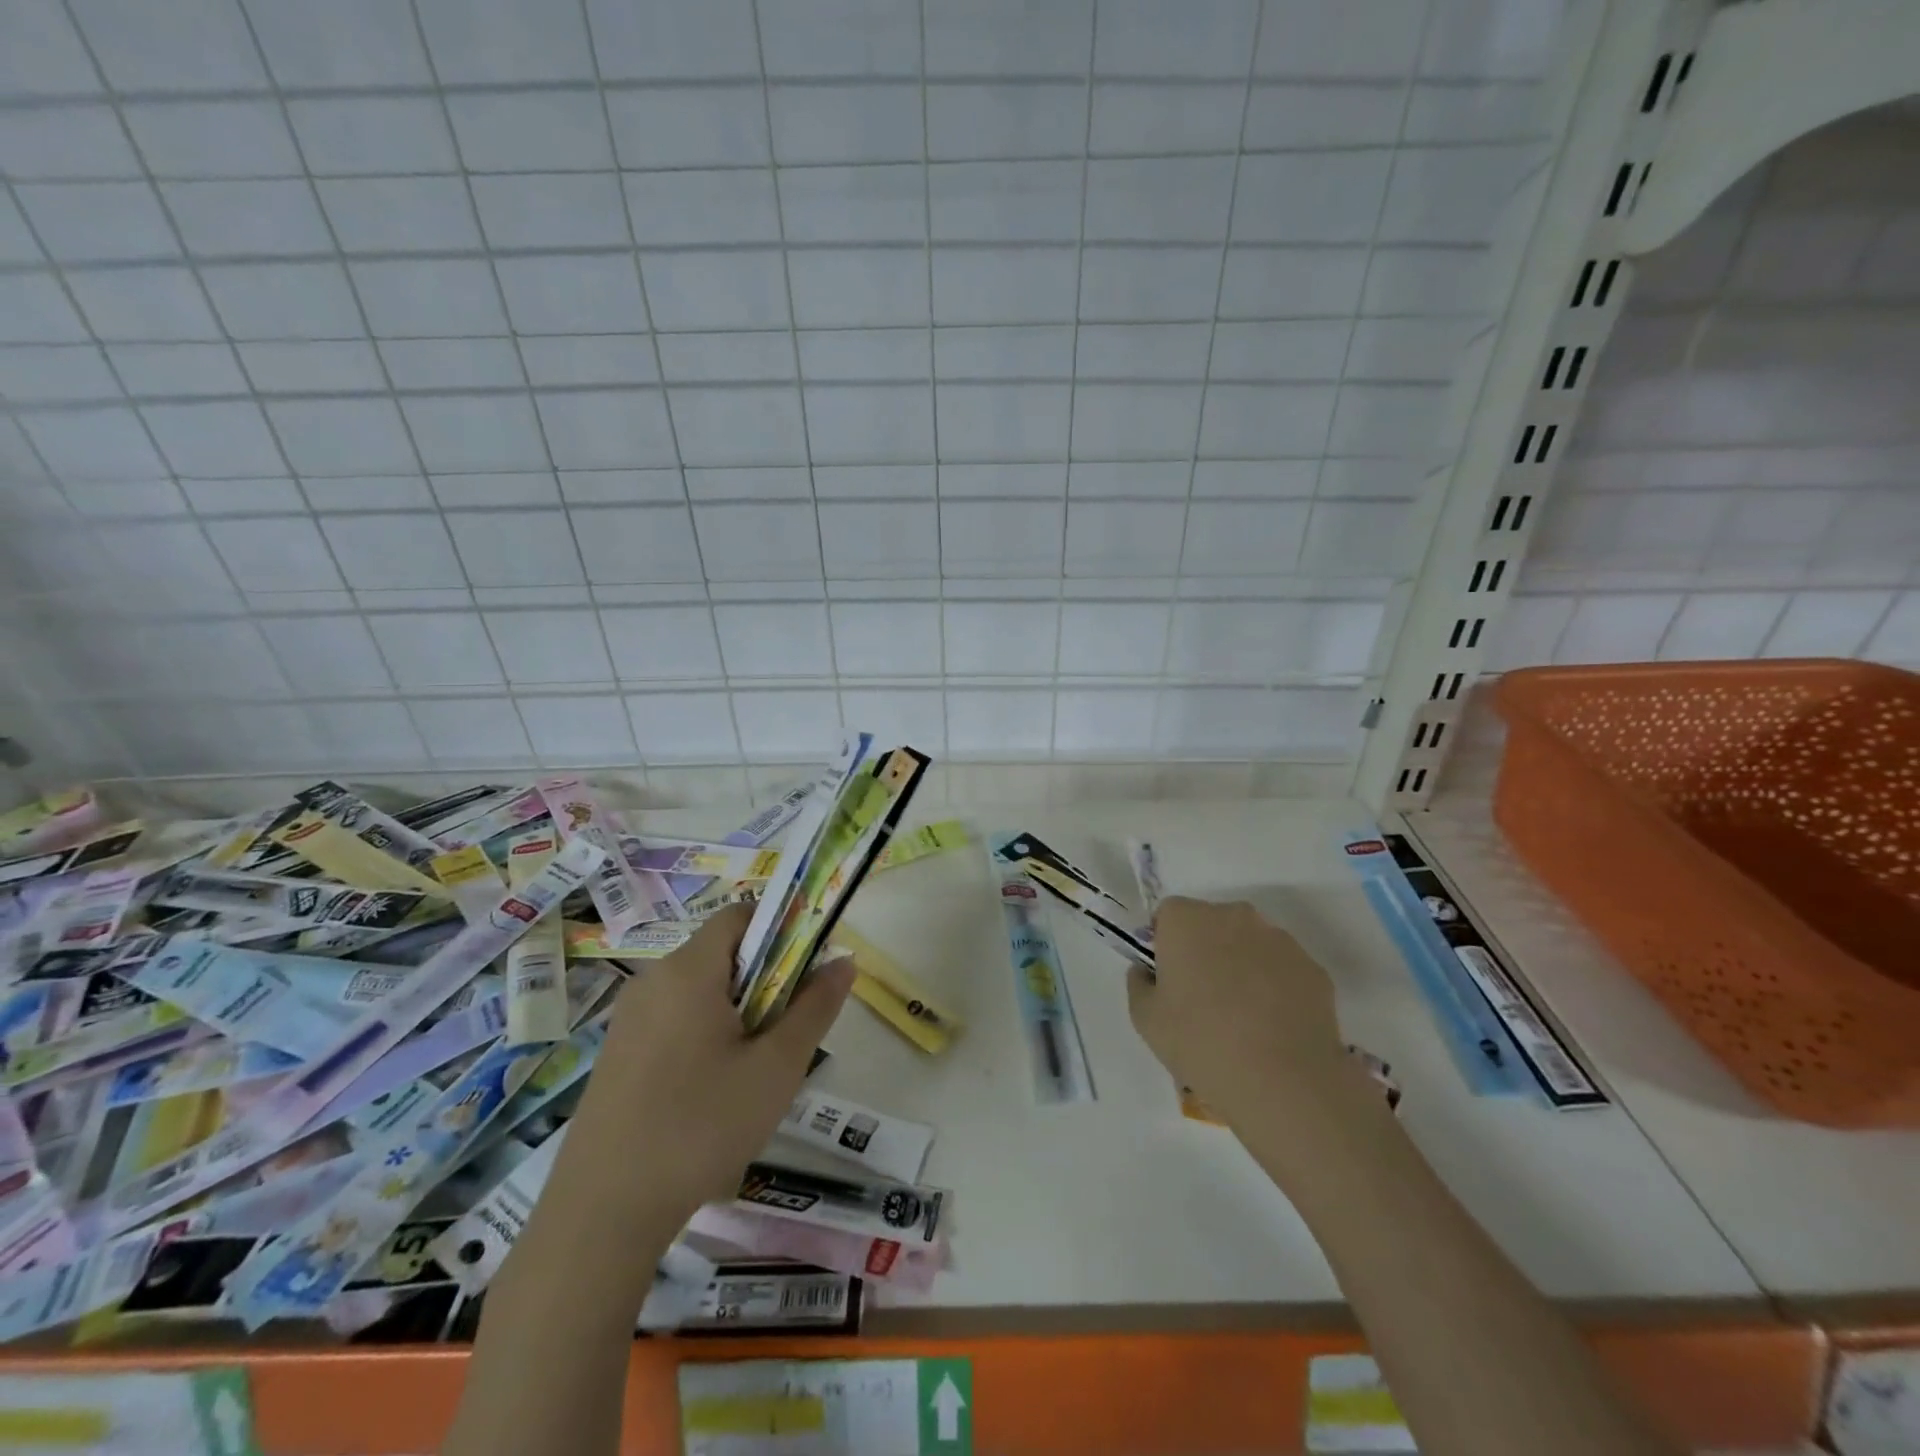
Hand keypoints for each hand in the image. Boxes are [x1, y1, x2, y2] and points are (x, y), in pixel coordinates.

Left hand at [560, 904, 855, 1223]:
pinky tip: (712, 1094)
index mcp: (688, 970)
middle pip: (722, 953)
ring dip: (738, 1012)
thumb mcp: (776, 1068)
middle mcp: (653, 980)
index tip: (806, 972)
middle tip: (785, 1033)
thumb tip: (843, 961)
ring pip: (700, 991)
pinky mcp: (617, 1054)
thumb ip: (815, 1007)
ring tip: (753, 1070)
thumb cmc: (700, 1127)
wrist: (602, 1214)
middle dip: (765, 980)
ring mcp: (629, 1019)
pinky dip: (705, 1034)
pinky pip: (674, 1020)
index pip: (741, 915)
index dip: (782, 929)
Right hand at [1128, 897, 1377, 1176]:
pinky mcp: (1312, 968)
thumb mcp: (1145, 1018)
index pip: (1168, 915)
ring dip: (1242, 965)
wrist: (1282, 1080)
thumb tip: (1147, 971)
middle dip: (1206, 949)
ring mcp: (1279, 939)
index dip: (1166, 943)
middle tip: (1202, 997)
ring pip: (1250, 944)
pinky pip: (1283, 969)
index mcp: (1187, 920)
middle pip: (1211, 923)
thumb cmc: (1200, 1041)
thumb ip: (1139, 983)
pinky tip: (1273, 1027)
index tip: (1169, 978)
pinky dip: (1276, 987)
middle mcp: (1233, 915)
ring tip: (1243, 1017)